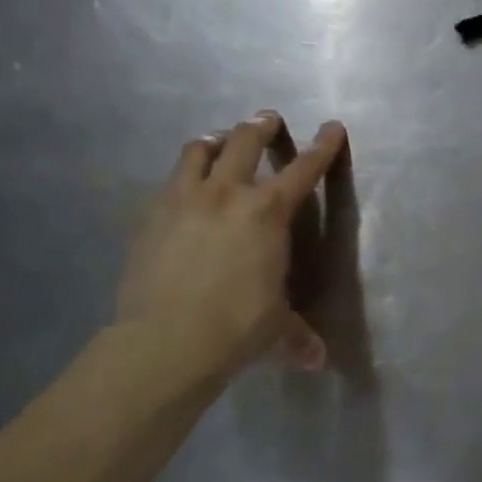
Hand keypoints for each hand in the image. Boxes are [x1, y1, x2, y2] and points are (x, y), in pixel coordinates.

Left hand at [114, 112, 347, 393]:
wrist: (166, 340)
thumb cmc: (237, 327)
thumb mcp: (276, 328)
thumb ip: (297, 336)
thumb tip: (317, 362)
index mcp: (268, 213)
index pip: (303, 170)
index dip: (322, 147)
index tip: (331, 127)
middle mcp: (227, 194)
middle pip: (244, 141)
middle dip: (260, 126)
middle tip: (266, 120)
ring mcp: (183, 200)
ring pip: (198, 150)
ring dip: (214, 141)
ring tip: (218, 142)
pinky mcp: (149, 216)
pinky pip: (168, 182)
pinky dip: (182, 177)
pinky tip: (182, 191)